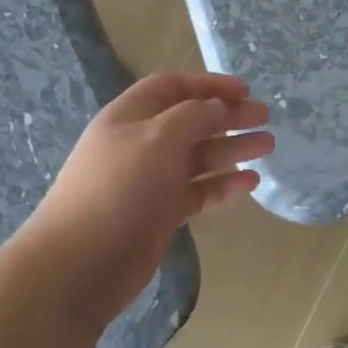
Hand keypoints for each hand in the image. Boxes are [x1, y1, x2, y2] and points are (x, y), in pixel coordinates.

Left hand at [11, 73, 271, 329]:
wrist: (80, 263)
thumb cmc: (120, 188)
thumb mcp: (159, 138)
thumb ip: (194, 116)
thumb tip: (218, 107)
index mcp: (130, 118)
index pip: (172, 88)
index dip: (208, 85)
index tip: (245, 91)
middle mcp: (140, 145)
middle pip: (191, 121)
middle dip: (228, 116)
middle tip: (265, 118)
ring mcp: (150, 181)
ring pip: (198, 157)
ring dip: (233, 148)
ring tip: (268, 146)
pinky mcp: (160, 213)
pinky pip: (198, 191)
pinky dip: (223, 184)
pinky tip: (250, 182)